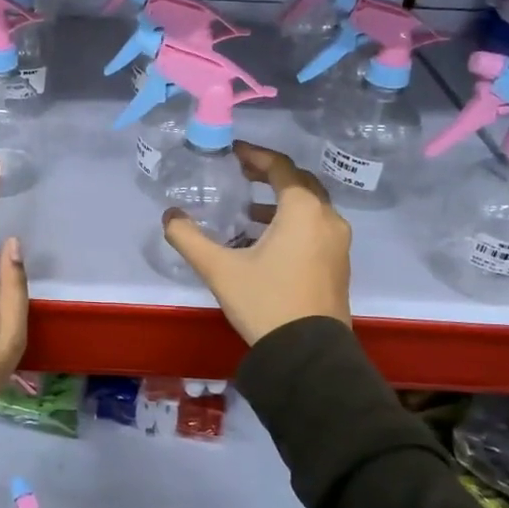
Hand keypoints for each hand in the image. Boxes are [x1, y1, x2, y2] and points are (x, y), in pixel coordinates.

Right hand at [162, 141, 351, 344]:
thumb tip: (169, 216)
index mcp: (303, 210)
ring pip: (310, 207)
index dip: (255, 155)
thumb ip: (189, 237)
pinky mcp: (339, 264)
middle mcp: (327, 219)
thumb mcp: (219, 269)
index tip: (233, 152)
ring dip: (281, 201)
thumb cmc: (265, 302)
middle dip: (270, 174)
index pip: (280, 167)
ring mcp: (338, 243)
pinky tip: (266, 241)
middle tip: (241, 174)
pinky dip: (293, 222)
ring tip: (248, 210)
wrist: (309, 355)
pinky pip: (316, 228)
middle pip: (300, 183)